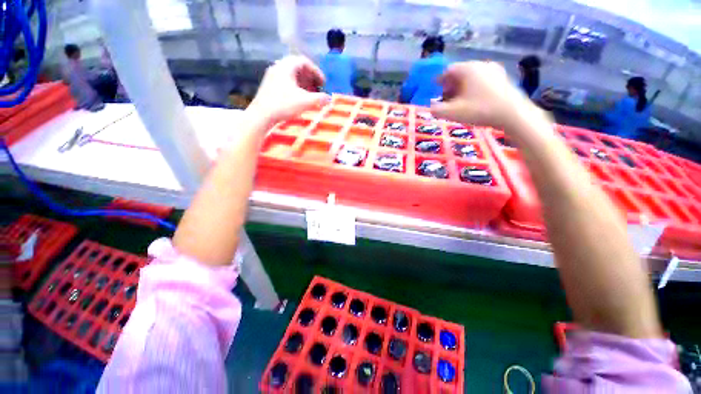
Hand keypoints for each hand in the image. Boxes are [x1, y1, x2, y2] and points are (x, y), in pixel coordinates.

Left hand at [247, 56, 329, 125]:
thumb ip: (319, 99)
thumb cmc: (284, 105)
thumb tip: (329, 98)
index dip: (316, 71)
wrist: (261, 116)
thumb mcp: (305, 102)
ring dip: (303, 84)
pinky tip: (299, 99)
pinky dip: (295, 88)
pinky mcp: (269, 87)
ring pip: (291, 76)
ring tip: (310, 95)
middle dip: (310, 78)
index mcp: (286, 66)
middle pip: (297, 67)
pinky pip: (285, 82)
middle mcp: (278, 67)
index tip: (323, 83)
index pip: (304, 61)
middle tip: (318, 89)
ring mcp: (271, 77)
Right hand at [431, 61, 545, 130]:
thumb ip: (437, 110)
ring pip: (472, 76)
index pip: (449, 70)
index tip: (435, 88)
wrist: (513, 113)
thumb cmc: (480, 110)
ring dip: (462, 86)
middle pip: (461, 72)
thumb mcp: (453, 112)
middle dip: (451, 84)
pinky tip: (473, 99)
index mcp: (468, 69)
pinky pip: (483, 80)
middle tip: (445, 96)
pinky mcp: (503, 78)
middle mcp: (481, 65)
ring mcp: (494, 70)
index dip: (440, 79)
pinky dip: (474, 87)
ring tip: (458, 100)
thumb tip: (430, 107)